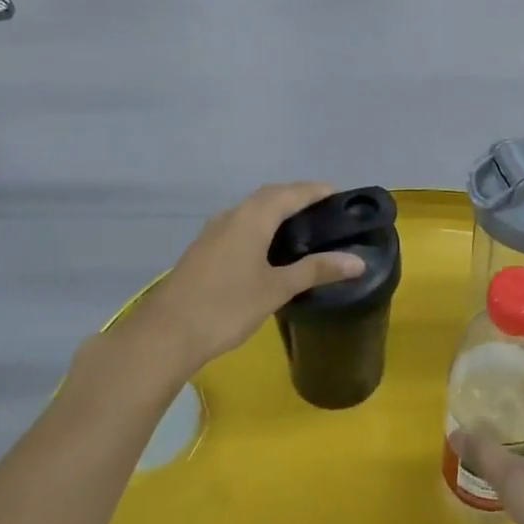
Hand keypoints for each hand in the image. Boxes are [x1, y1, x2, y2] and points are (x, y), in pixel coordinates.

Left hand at [135, 183, 365, 373]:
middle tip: (325, 211)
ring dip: (277, 209)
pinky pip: (240, 223)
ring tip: (303, 227)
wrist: (166, 333)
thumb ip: (316, 270)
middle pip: (271, 195)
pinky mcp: (204, 247)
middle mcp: (233, 214)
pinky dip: (261, 224)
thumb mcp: (276, 289)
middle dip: (298, 196)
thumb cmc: (227, 306)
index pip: (292, 192)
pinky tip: (269, 247)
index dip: (317, 190)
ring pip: (252, 209)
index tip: (341, 195)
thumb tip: (358, 260)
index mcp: (253, 216)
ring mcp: (214, 230)